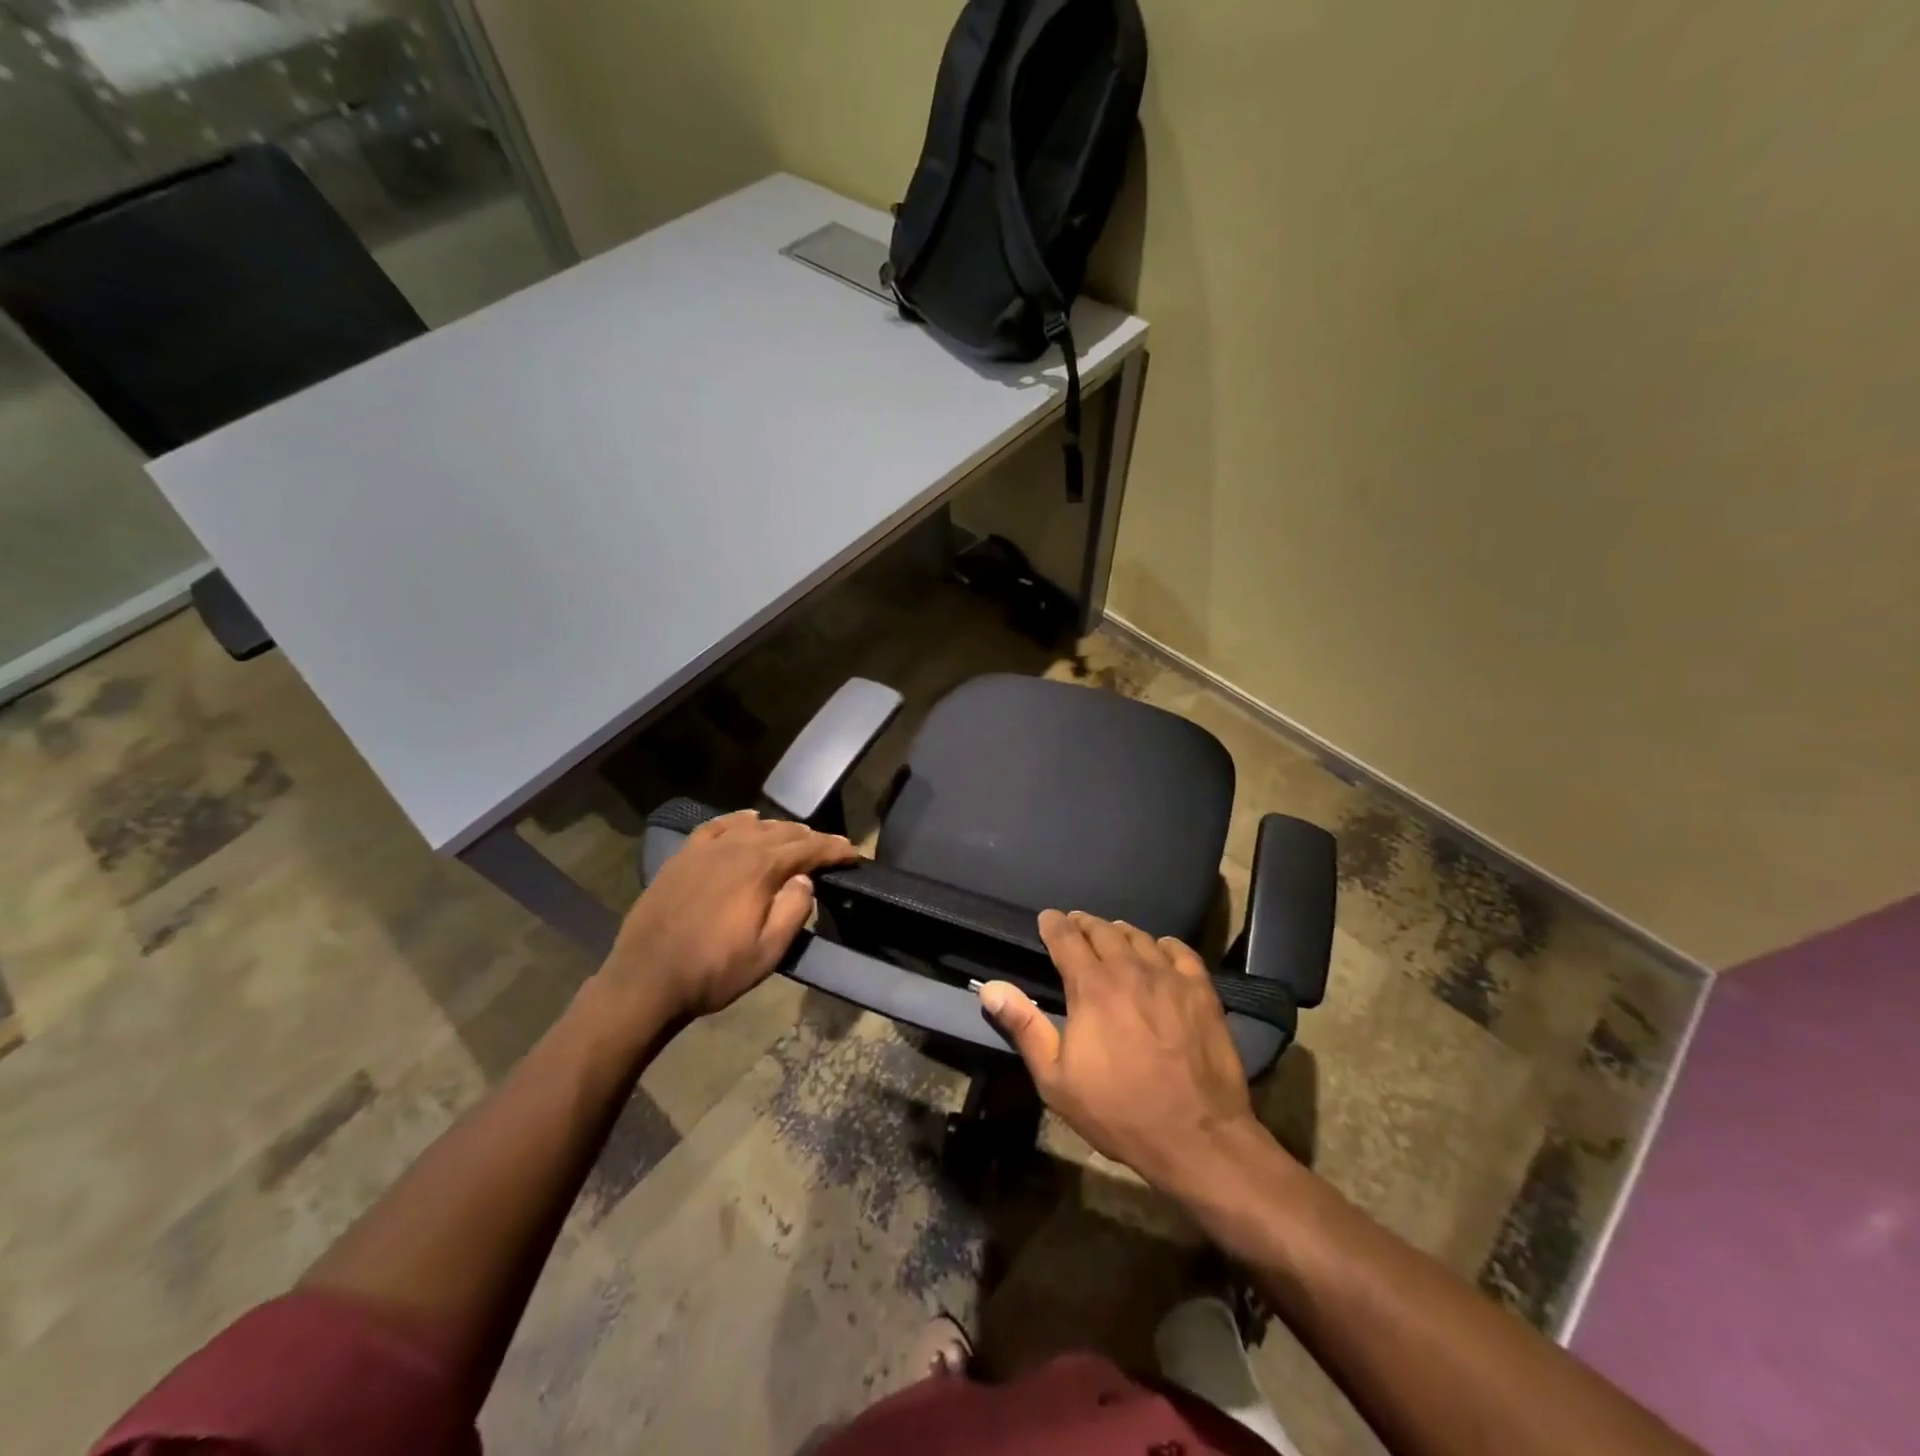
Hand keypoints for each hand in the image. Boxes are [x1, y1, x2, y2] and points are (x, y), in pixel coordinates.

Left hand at [598, 811, 858, 1025]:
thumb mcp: (768, 953)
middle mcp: (736, 847)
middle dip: (811, 839)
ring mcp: (706, 848)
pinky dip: (739, 820)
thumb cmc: (713, 971)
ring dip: (780, 829)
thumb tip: (805, 878)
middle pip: (783, 832)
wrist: (645, 981)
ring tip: (795, 838)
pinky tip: (748, 820)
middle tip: (830, 850)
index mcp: (760, 869)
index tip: (854, 854)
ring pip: (753, 825)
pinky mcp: (683, 856)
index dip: (835, 849)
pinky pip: (718, 826)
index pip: (809, 849)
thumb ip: (794, 910)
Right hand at [979, 910, 1262, 1194]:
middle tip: (1076, 924)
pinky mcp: (1201, 991)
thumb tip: (991, 987)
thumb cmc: (1119, 1111)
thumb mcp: (1056, 1080)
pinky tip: (1159, 951)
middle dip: (1084, 924)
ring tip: (1112, 934)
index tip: (1047, 919)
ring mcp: (1169, 978)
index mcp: (1092, 987)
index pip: (1067, 938)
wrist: (1196, 1137)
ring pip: (1140, 937)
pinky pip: (1179, 951)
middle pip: (1103, 930)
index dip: (1053, 924)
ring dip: (1120, 932)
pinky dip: (1162, 945)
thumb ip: (1025, 1027)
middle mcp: (1130, 970)